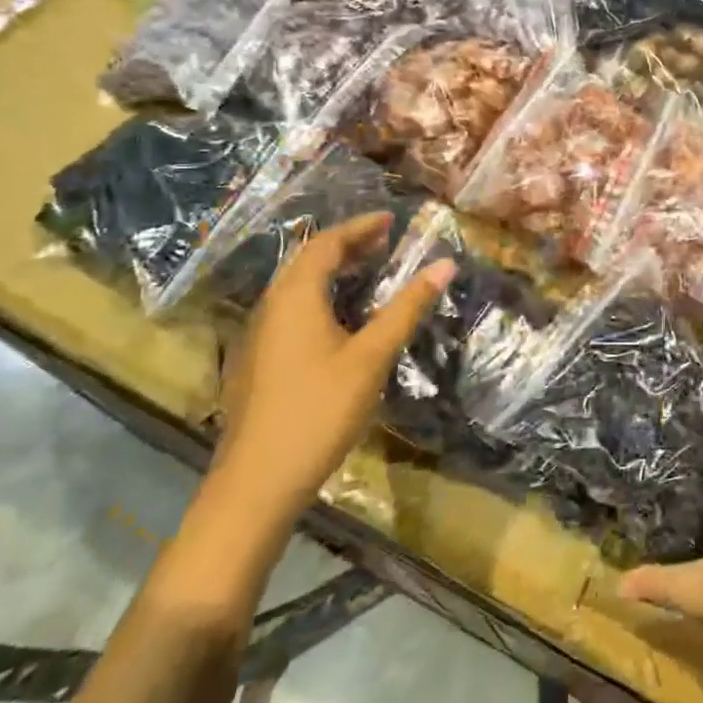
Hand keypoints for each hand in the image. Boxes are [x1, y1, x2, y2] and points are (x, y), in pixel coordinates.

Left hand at [211, 213, 453, 525]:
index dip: (359, 227)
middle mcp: (270, 308)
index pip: (326, 244)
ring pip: (296, 288)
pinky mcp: (257, 364)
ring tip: (368, 273)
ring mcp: (258, 338)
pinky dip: (320, 298)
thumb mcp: (372, 356)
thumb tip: (445, 264)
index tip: (390, 219)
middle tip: (383, 242)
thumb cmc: (319, 410)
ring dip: (332, 272)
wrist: (257, 483)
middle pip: (307, 262)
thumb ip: (407, 308)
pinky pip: (291, 312)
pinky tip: (340, 321)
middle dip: (346, 246)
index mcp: (295, 297)